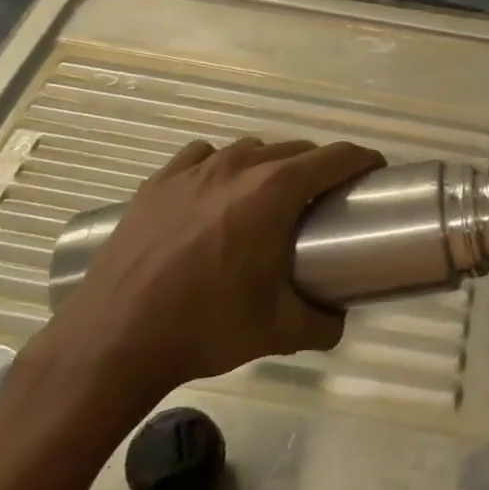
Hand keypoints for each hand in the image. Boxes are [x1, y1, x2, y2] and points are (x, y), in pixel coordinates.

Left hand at [39, 136, 385, 412]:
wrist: (114, 339)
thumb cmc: (206, 326)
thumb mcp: (278, 331)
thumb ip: (323, 323)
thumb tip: (339, 320)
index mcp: (274, 191)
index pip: (335, 158)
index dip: (362, 160)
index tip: (375, 171)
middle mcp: (238, 167)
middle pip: (295, 149)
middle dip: (318, 167)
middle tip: (324, 199)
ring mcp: (194, 170)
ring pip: (249, 150)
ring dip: (270, 165)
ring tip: (269, 198)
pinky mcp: (158, 183)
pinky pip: (201, 157)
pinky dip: (220, 166)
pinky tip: (214, 192)